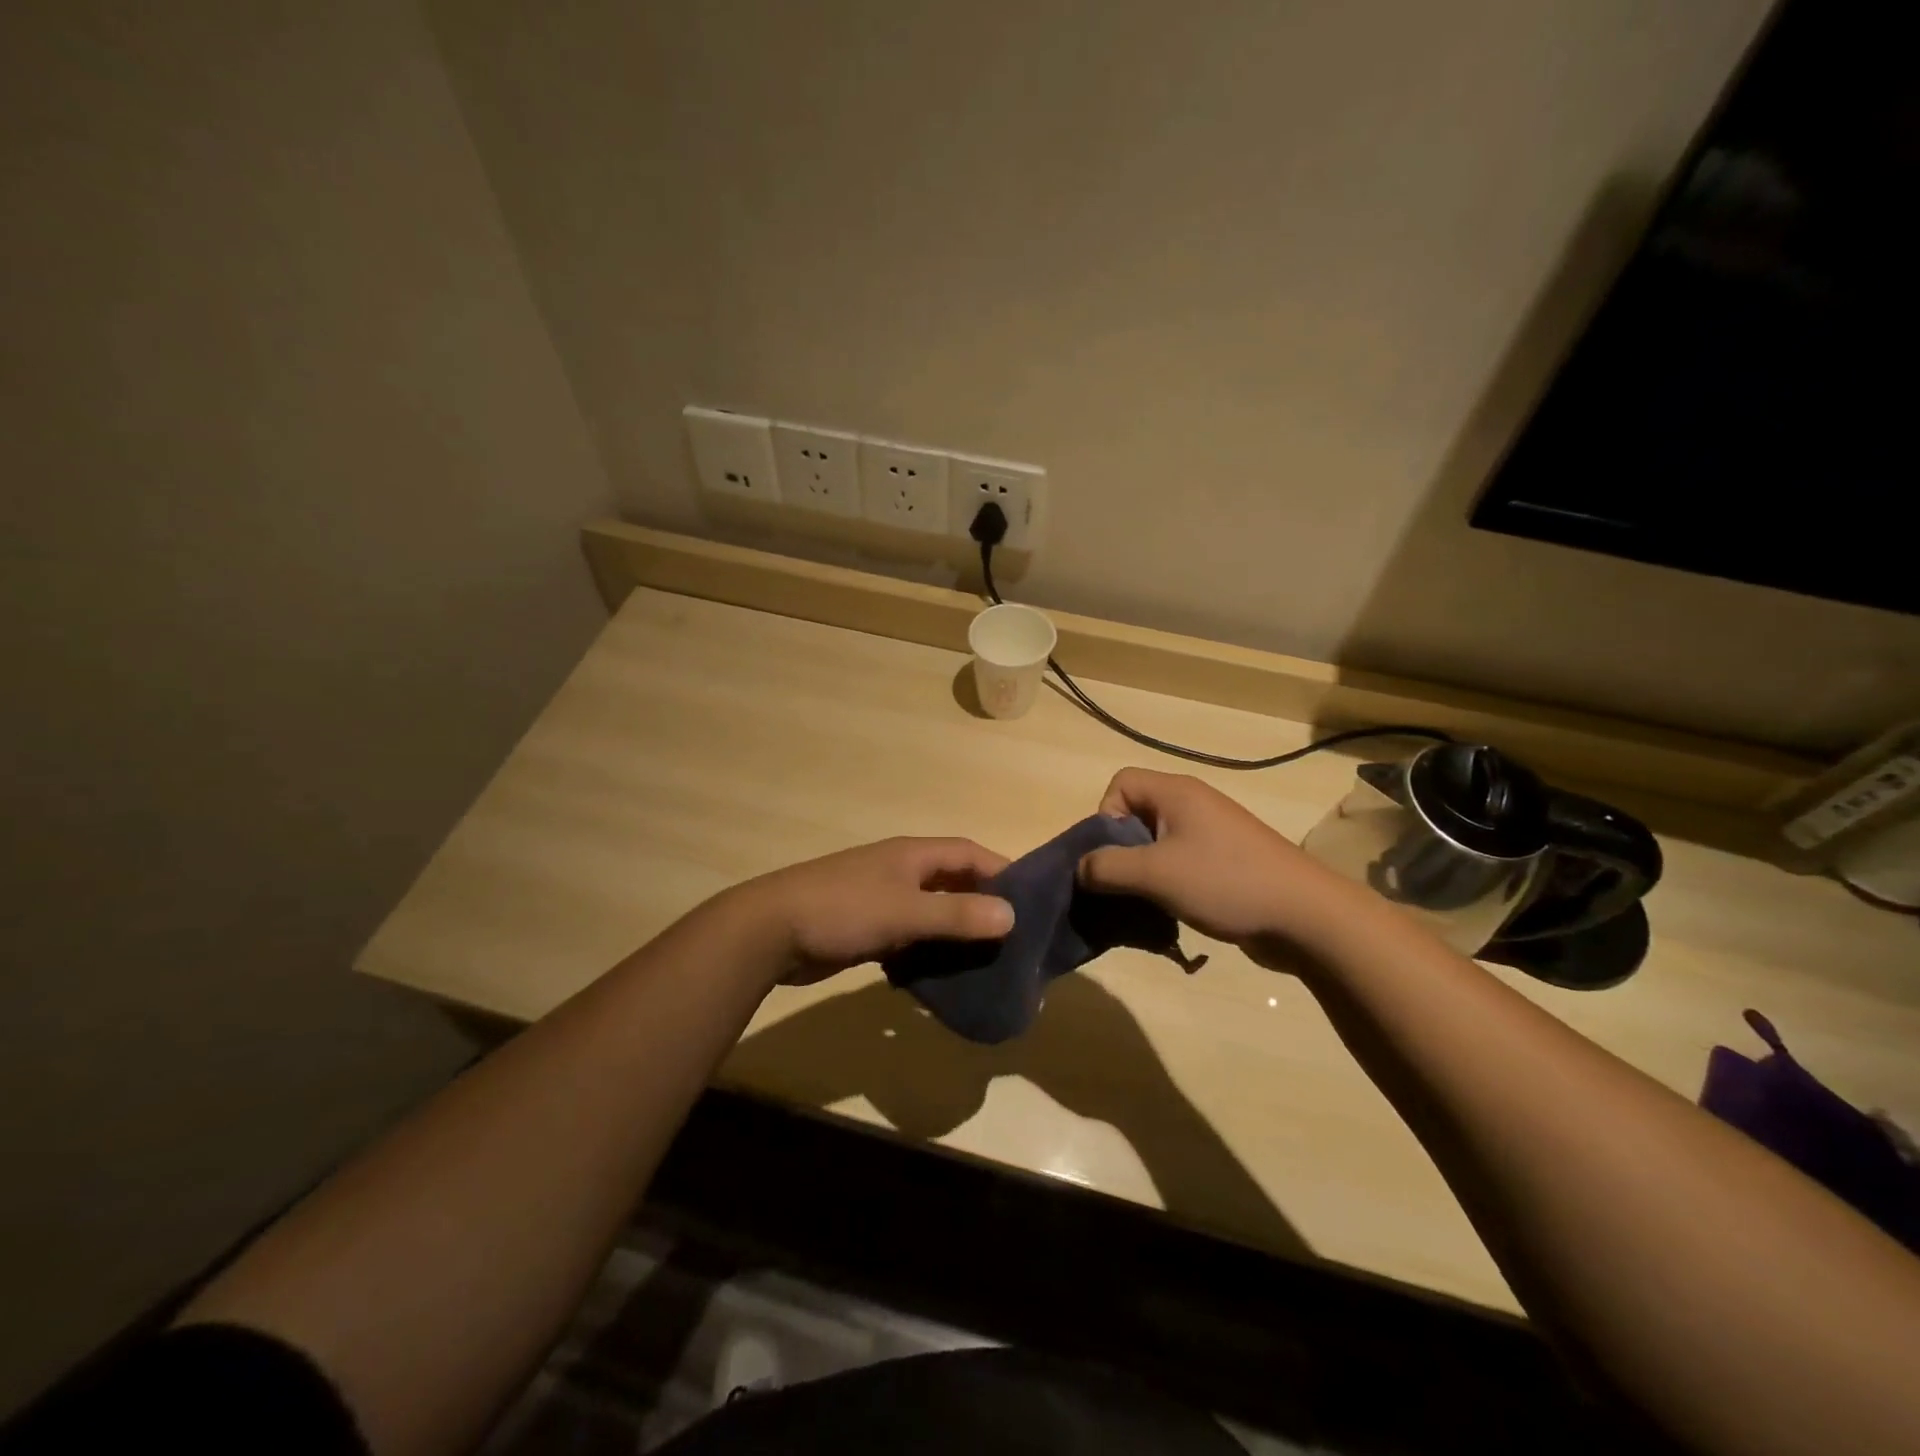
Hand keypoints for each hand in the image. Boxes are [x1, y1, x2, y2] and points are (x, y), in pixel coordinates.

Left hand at [738, 837, 1013, 984]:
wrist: (770, 930)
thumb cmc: (843, 910)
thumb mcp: (906, 912)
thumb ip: (957, 915)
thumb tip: (1011, 915)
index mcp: (913, 855)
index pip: (970, 853)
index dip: (1002, 870)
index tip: (1032, 899)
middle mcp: (900, 871)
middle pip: (952, 882)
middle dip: (982, 905)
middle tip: (1014, 937)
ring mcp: (881, 899)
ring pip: (931, 912)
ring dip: (954, 932)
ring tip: (986, 962)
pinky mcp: (865, 928)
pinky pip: (908, 936)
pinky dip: (926, 951)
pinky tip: (940, 976)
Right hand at [1076, 768, 1360, 959]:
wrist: (1306, 916)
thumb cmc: (1225, 882)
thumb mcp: (1155, 874)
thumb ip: (1106, 868)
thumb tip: (1080, 869)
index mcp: (1176, 793)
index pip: (1121, 783)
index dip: (1105, 815)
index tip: (1113, 855)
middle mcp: (1193, 804)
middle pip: (1136, 814)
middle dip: (1120, 850)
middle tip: (1124, 884)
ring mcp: (1212, 834)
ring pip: (1156, 843)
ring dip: (1143, 872)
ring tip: (1146, 903)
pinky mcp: (1225, 862)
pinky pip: (1180, 863)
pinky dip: (1167, 884)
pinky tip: (1172, 912)